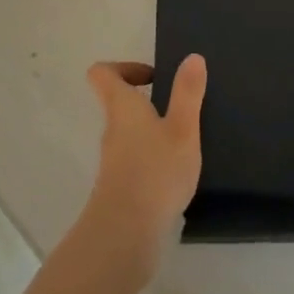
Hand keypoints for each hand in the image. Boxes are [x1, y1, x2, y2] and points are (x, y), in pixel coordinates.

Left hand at [80, 55, 205, 281]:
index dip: (124, 67)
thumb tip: (191, 57)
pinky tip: (179, 173)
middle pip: (119, 103)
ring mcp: (114, 161)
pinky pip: (135, 160)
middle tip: (181, 108)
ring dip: (153, 131)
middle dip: (147, 100)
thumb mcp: (182, 128)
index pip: (102, 73)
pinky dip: (153, 159)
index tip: (154, 77)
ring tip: (186, 140)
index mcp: (122, 107)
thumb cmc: (155, 172)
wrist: (126, 235)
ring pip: (129, 133)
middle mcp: (112, 130)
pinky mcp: (121, 188)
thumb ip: (187, 93)